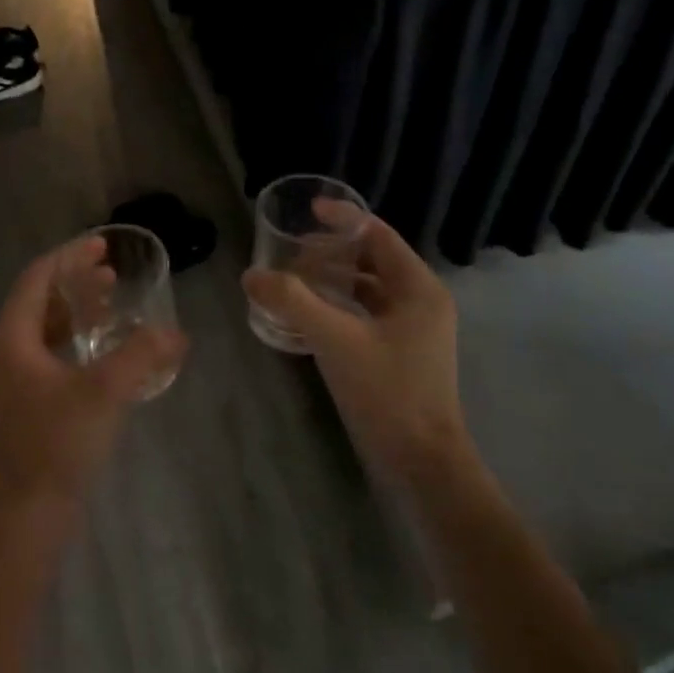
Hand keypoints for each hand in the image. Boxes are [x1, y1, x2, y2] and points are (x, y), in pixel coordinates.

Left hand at [0, 239, 187, 516]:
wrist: (26, 514)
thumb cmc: (56, 443)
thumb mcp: (104, 392)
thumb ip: (141, 355)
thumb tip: (176, 333)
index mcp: (13, 338)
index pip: (38, 278)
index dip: (69, 256)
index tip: (101, 244)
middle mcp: (8, 353)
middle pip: (40, 301)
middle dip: (75, 281)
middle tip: (112, 270)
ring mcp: (15, 381)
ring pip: (46, 330)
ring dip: (77, 311)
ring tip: (112, 302)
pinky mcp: (28, 405)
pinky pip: (52, 356)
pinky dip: (78, 342)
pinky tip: (106, 353)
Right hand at [244, 209, 470, 481]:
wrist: (422, 462)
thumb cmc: (387, 393)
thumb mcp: (336, 341)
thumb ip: (293, 303)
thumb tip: (252, 275)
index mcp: (419, 289)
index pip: (379, 235)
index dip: (344, 219)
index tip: (308, 211)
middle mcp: (421, 302)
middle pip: (373, 260)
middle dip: (332, 253)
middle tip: (291, 255)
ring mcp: (412, 331)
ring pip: (368, 289)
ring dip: (332, 281)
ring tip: (293, 282)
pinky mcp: (400, 354)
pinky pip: (365, 315)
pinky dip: (338, 307)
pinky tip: (307, 317)